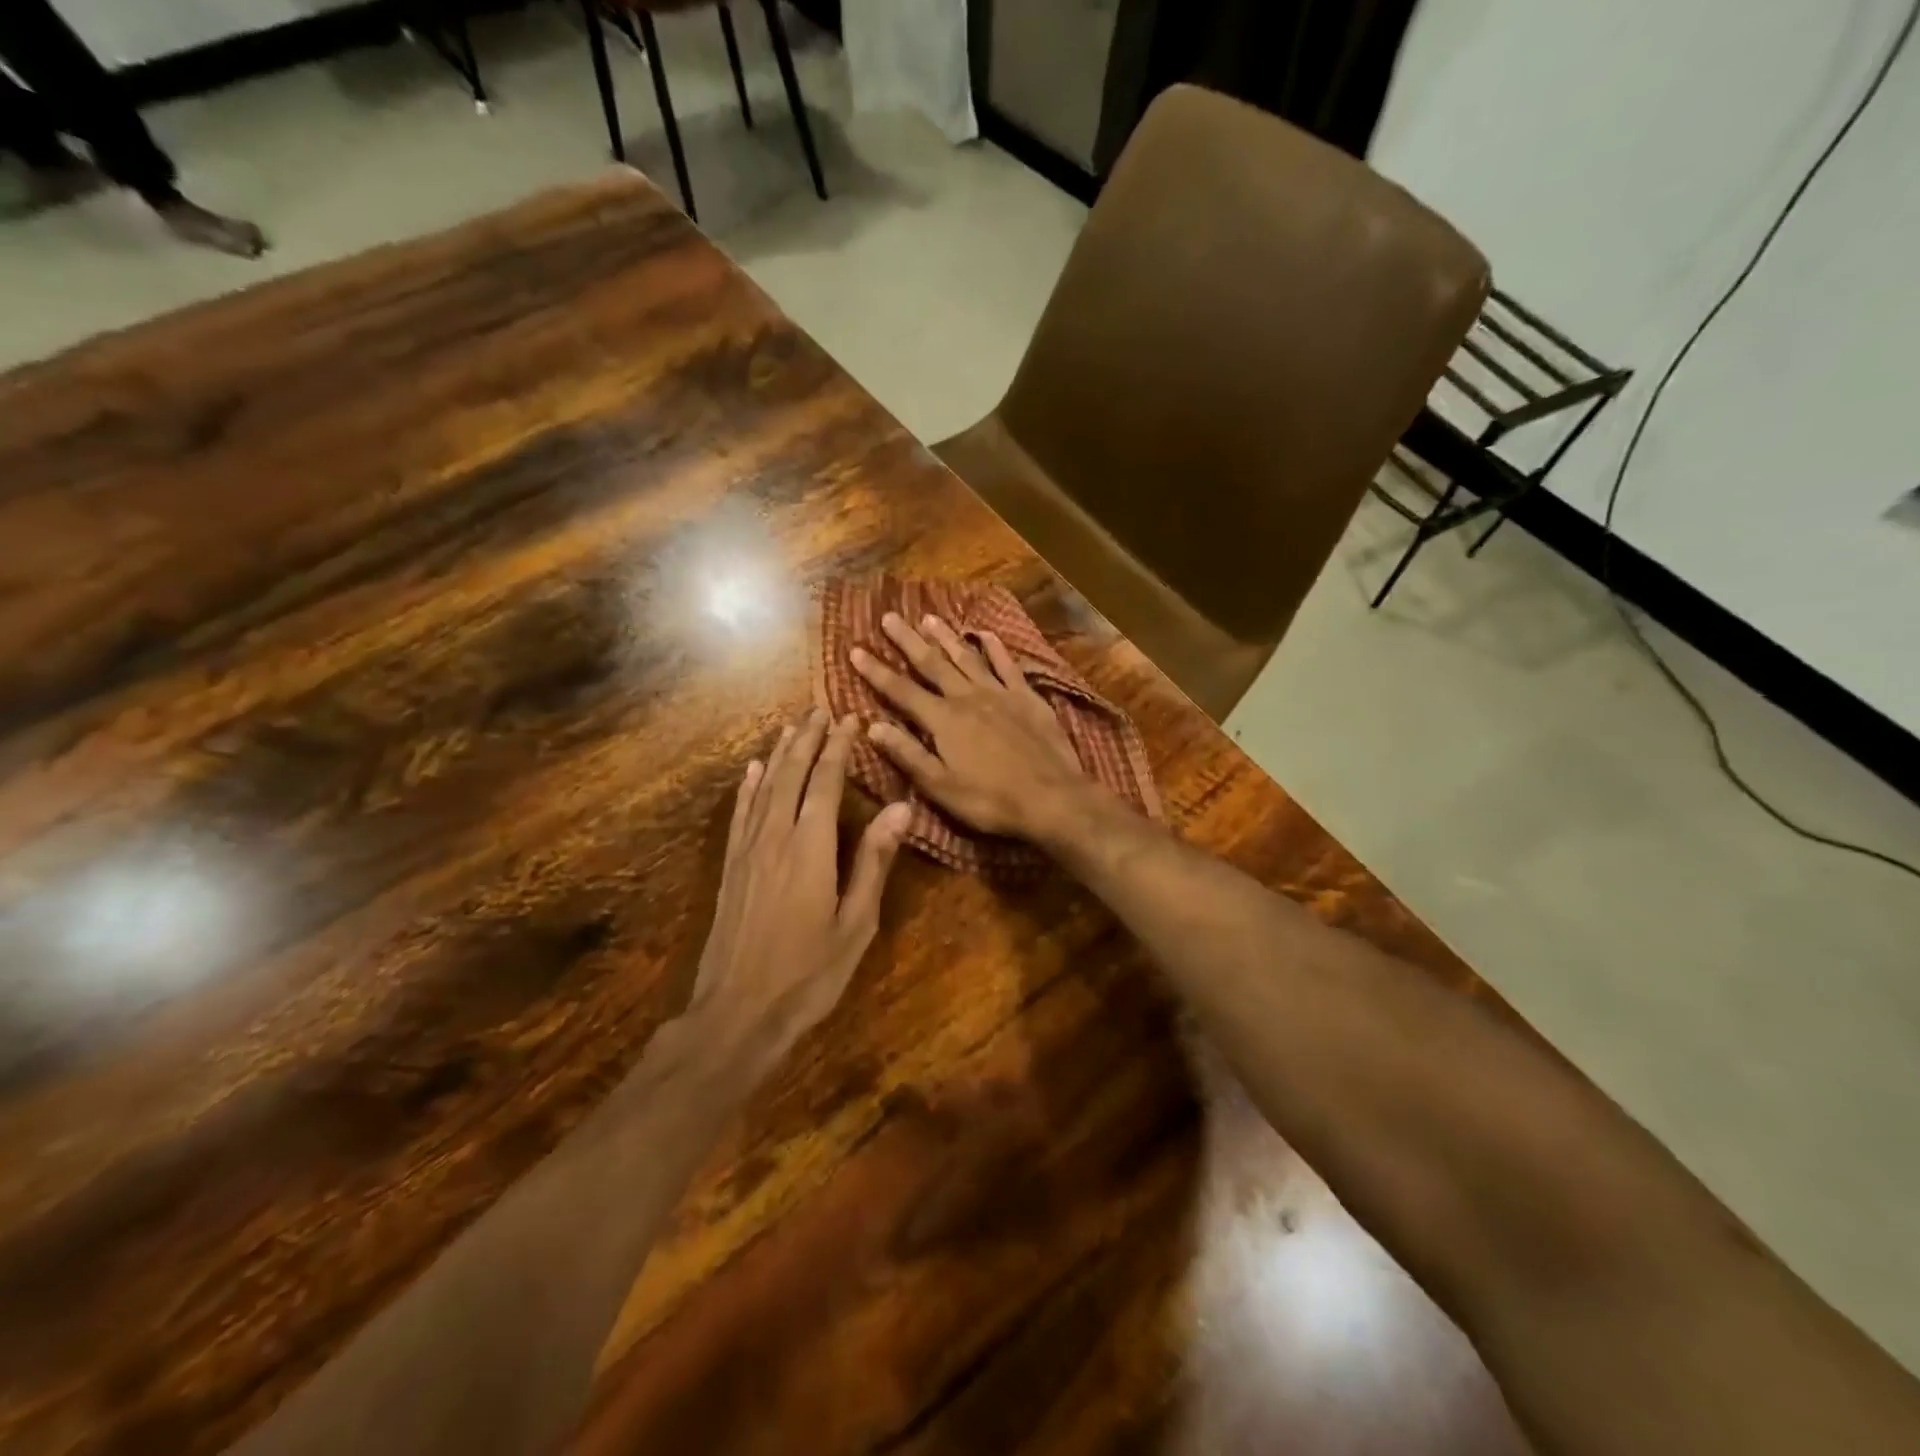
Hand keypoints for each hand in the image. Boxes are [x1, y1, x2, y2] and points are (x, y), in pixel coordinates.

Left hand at [691, 710, 910, 1067]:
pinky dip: (747, 787)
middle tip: (820, 709)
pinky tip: (750, 770)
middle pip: (791, 774)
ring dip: (778, 754)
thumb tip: (900, 807)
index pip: (826, 782)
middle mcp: (775, 837)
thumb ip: (875, 861)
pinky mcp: (730, 868)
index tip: (849, 719)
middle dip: (807, 739)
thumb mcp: (856, 922)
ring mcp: (747, 851)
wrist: (737, 1012)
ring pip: (763, 787)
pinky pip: (740, 814)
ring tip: (791, 727)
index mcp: (811, 847)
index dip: (838, 748)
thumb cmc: (809, 973)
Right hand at [850, 612, 1099, 839]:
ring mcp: (999, 694)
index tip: (856, 650)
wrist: (1051, 797)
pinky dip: (995, 648)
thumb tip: (871, 727)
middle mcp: (967, 697)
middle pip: (932, 664)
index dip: (876, 671)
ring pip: (967, 658)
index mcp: (943, 720)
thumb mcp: (940, 786)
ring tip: (929, 617)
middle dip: (908, 641)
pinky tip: (986, 634)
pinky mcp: (1027, 697)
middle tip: (890, 616)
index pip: (901, 691)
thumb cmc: (991, 800)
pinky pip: (1007, 665)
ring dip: (946, 637)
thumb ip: (907, 754)